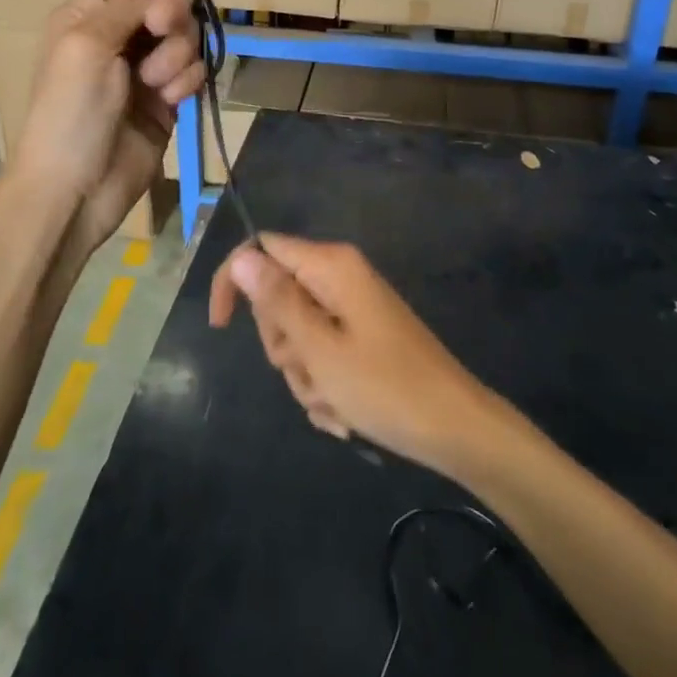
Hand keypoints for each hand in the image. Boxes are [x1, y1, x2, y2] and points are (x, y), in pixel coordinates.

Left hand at [10, 0, 204, 270]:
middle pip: (171, 1)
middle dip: (171, 13)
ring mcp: (145, 68)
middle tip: (159, 28)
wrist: (75, 191)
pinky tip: (169, 101)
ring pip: (188, 37)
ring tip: (155, 86)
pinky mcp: (167, 99)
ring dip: (176, 56)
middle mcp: (120, 35)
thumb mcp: (89, 47)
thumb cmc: (68, 113)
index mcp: (91, 14)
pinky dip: (185, 81)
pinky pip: (194, 70)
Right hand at [208, 234, 498, 476]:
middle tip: (309, 373)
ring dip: (305, 374)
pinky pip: (322, 354)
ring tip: (334, 401)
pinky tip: (345, 412)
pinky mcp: (362, 336)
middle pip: (278, 296)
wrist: (456, 428)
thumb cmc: (385, 387)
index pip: (262, 248)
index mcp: (331, 266)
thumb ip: (277, 301)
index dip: (235, 280)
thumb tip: (242, 257)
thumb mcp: (320, 349)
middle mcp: (340, 277)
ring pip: (297, 333)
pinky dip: (324, 385)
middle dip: (282, 344)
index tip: (221, 327)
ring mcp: (353, 307)